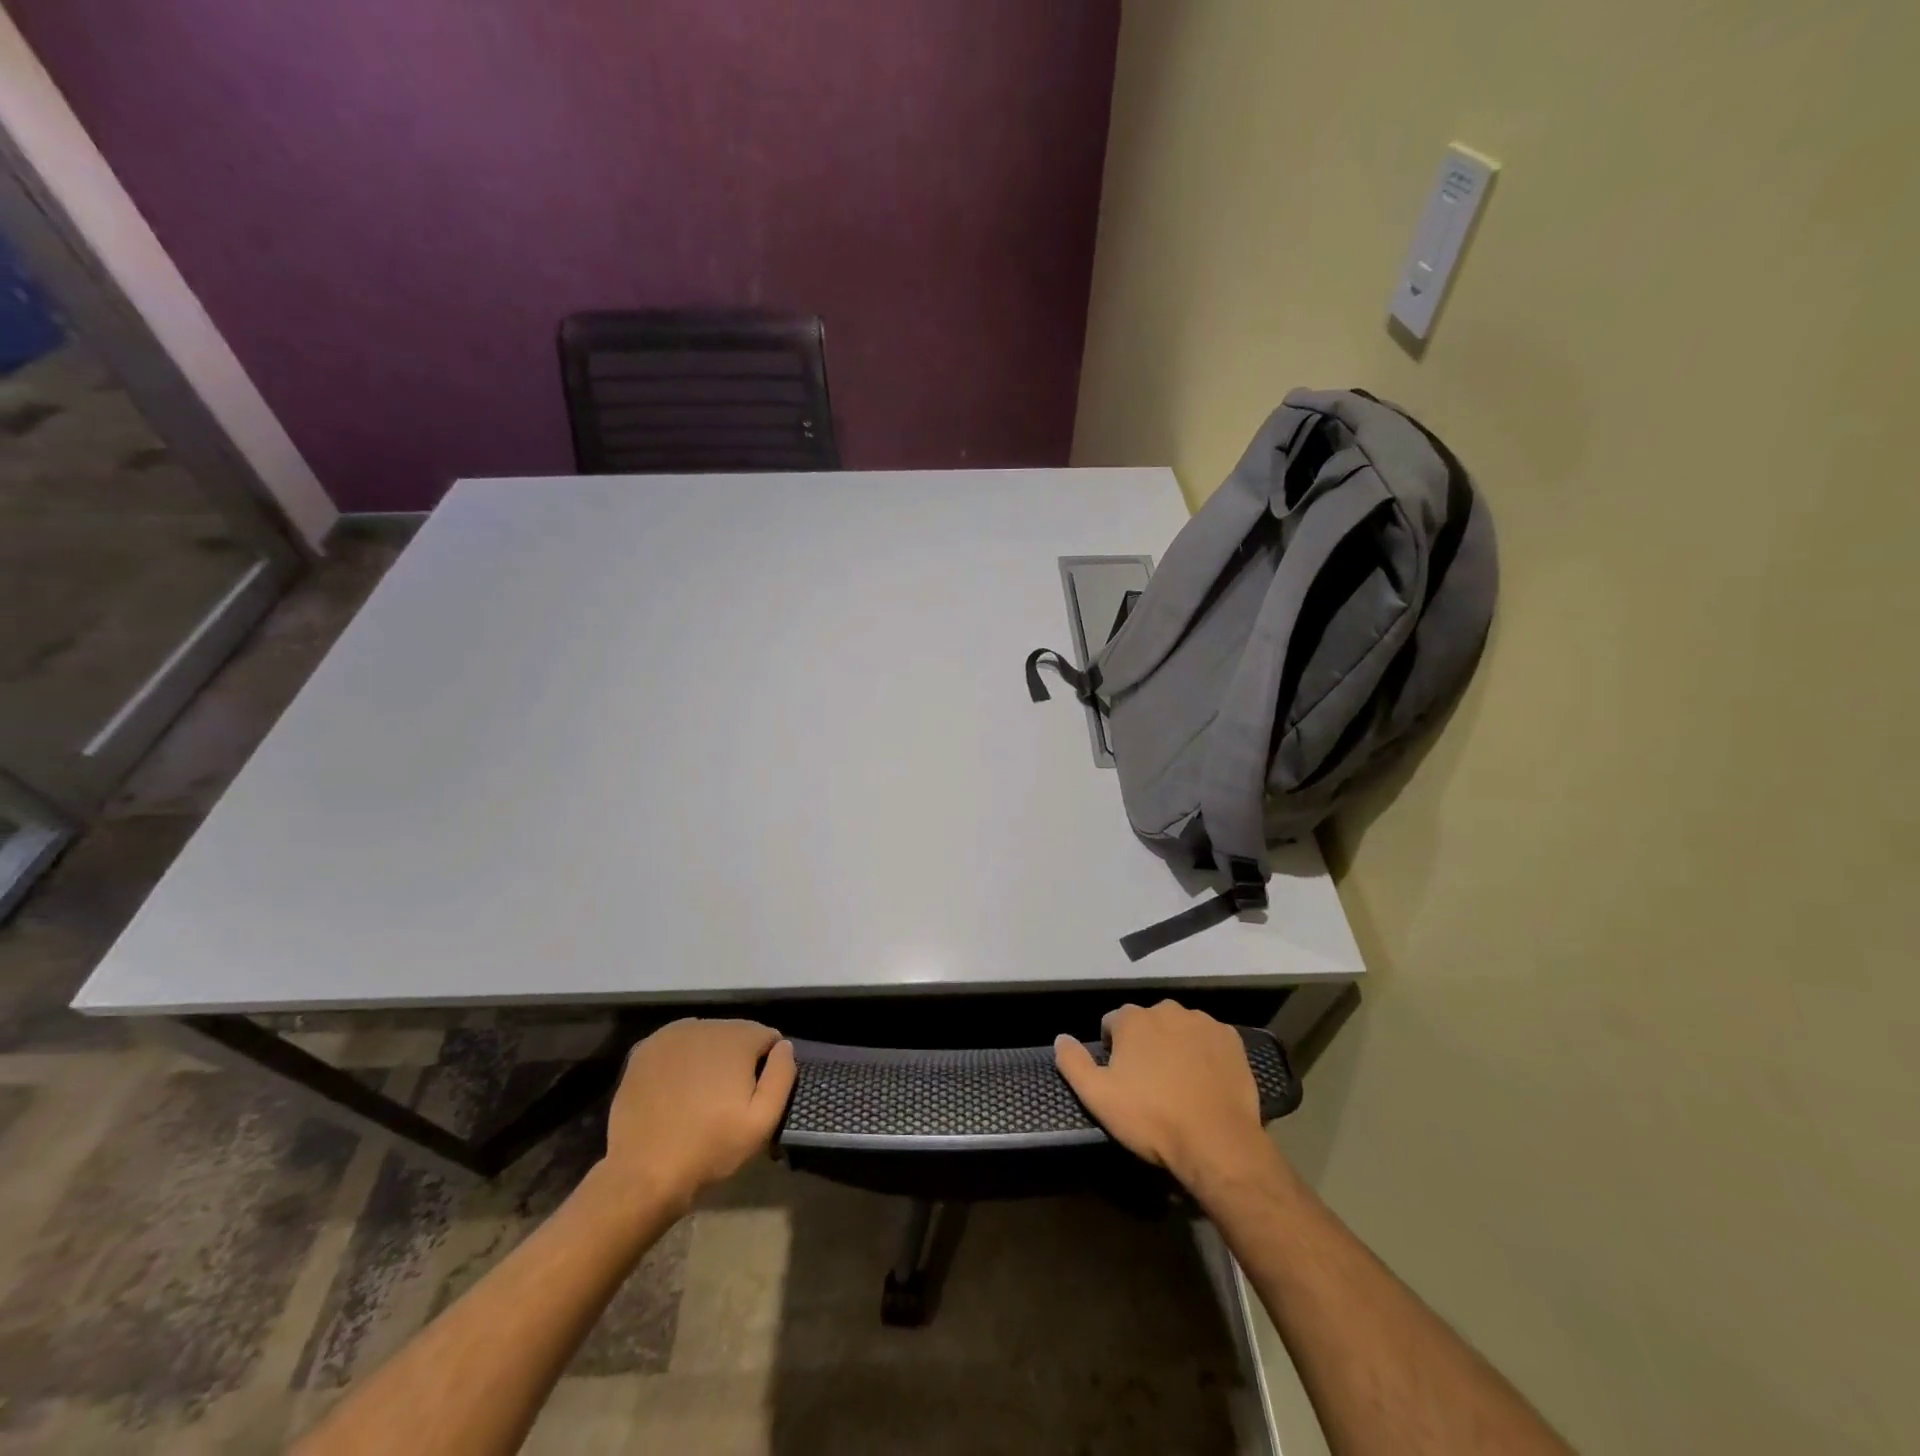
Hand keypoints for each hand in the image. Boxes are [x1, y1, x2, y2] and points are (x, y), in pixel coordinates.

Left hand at [599, 1019, 795, 1213]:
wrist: (642, 1173)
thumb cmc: (710, 1148)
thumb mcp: (762, 1121)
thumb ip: (782, 1076)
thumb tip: (783, 1046)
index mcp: (737, 1037)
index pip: (767, 1037)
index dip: (767, 1066)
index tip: (754, 1095)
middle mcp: (705, 1025)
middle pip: (735, 1034)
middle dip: (737, 1059)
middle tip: (727, 1099)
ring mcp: (670, 1035)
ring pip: (705, 1038)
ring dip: (709, 1058)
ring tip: (700, 1096)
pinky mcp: (643, 1050)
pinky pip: (675, 1047)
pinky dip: (681, 1061)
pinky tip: (675, 1090)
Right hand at [1055, 1001, 1279, 1192]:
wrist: (1217, 1142)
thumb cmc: (1152, 1118)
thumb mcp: (1098, 1097)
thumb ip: (1073, 1063)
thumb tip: (1061, 1038)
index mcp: (1132, 1019)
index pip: (1112, 1023)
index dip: (1113, 1049)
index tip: (1120, 1077)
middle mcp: (1167, 1010)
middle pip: (1147, 1022)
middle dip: (1145, 1044)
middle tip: (1149, 1082)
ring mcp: (1202, 1022)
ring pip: (1179, 1028)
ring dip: (1175, 1046)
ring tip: (1179, 1083)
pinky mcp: (1231, 1039)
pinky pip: (1209, 1039)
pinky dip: (1204, 1053)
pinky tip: (1205, 1080)